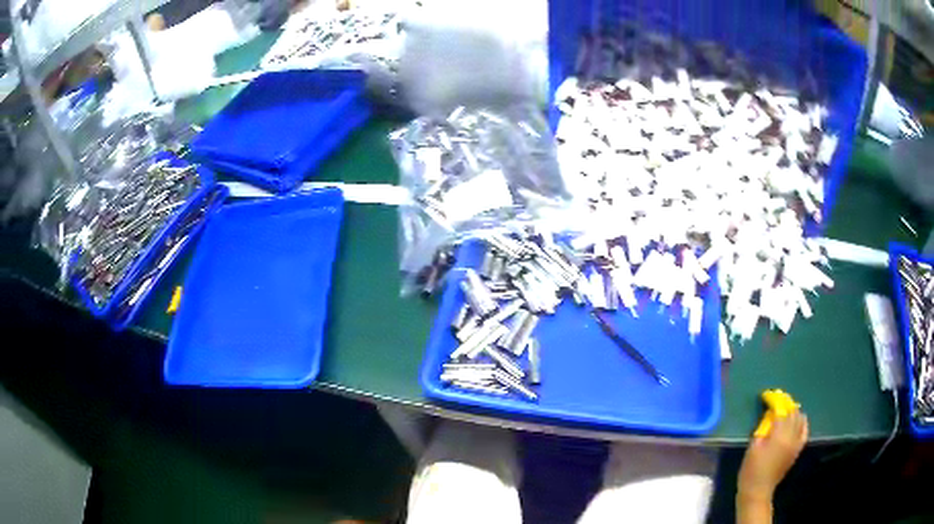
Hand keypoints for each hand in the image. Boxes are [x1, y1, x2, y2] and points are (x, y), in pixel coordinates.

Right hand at [738, 410, 808, 502]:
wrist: (758, 490)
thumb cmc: (751, 470)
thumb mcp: (753, 447)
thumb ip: (764, 428)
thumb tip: (770, 415)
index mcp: (779, 435)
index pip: (780, 410)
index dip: (774, 401)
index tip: (768, 396)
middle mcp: (791, 436)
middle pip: (792, 413)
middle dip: (785, 404)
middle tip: (776, 401)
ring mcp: (796, 443)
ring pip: (800, 420)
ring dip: (793, 412)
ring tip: (786, 410)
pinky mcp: (797, 449)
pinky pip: (804, 431)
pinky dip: (802, 423)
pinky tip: (799, 420)